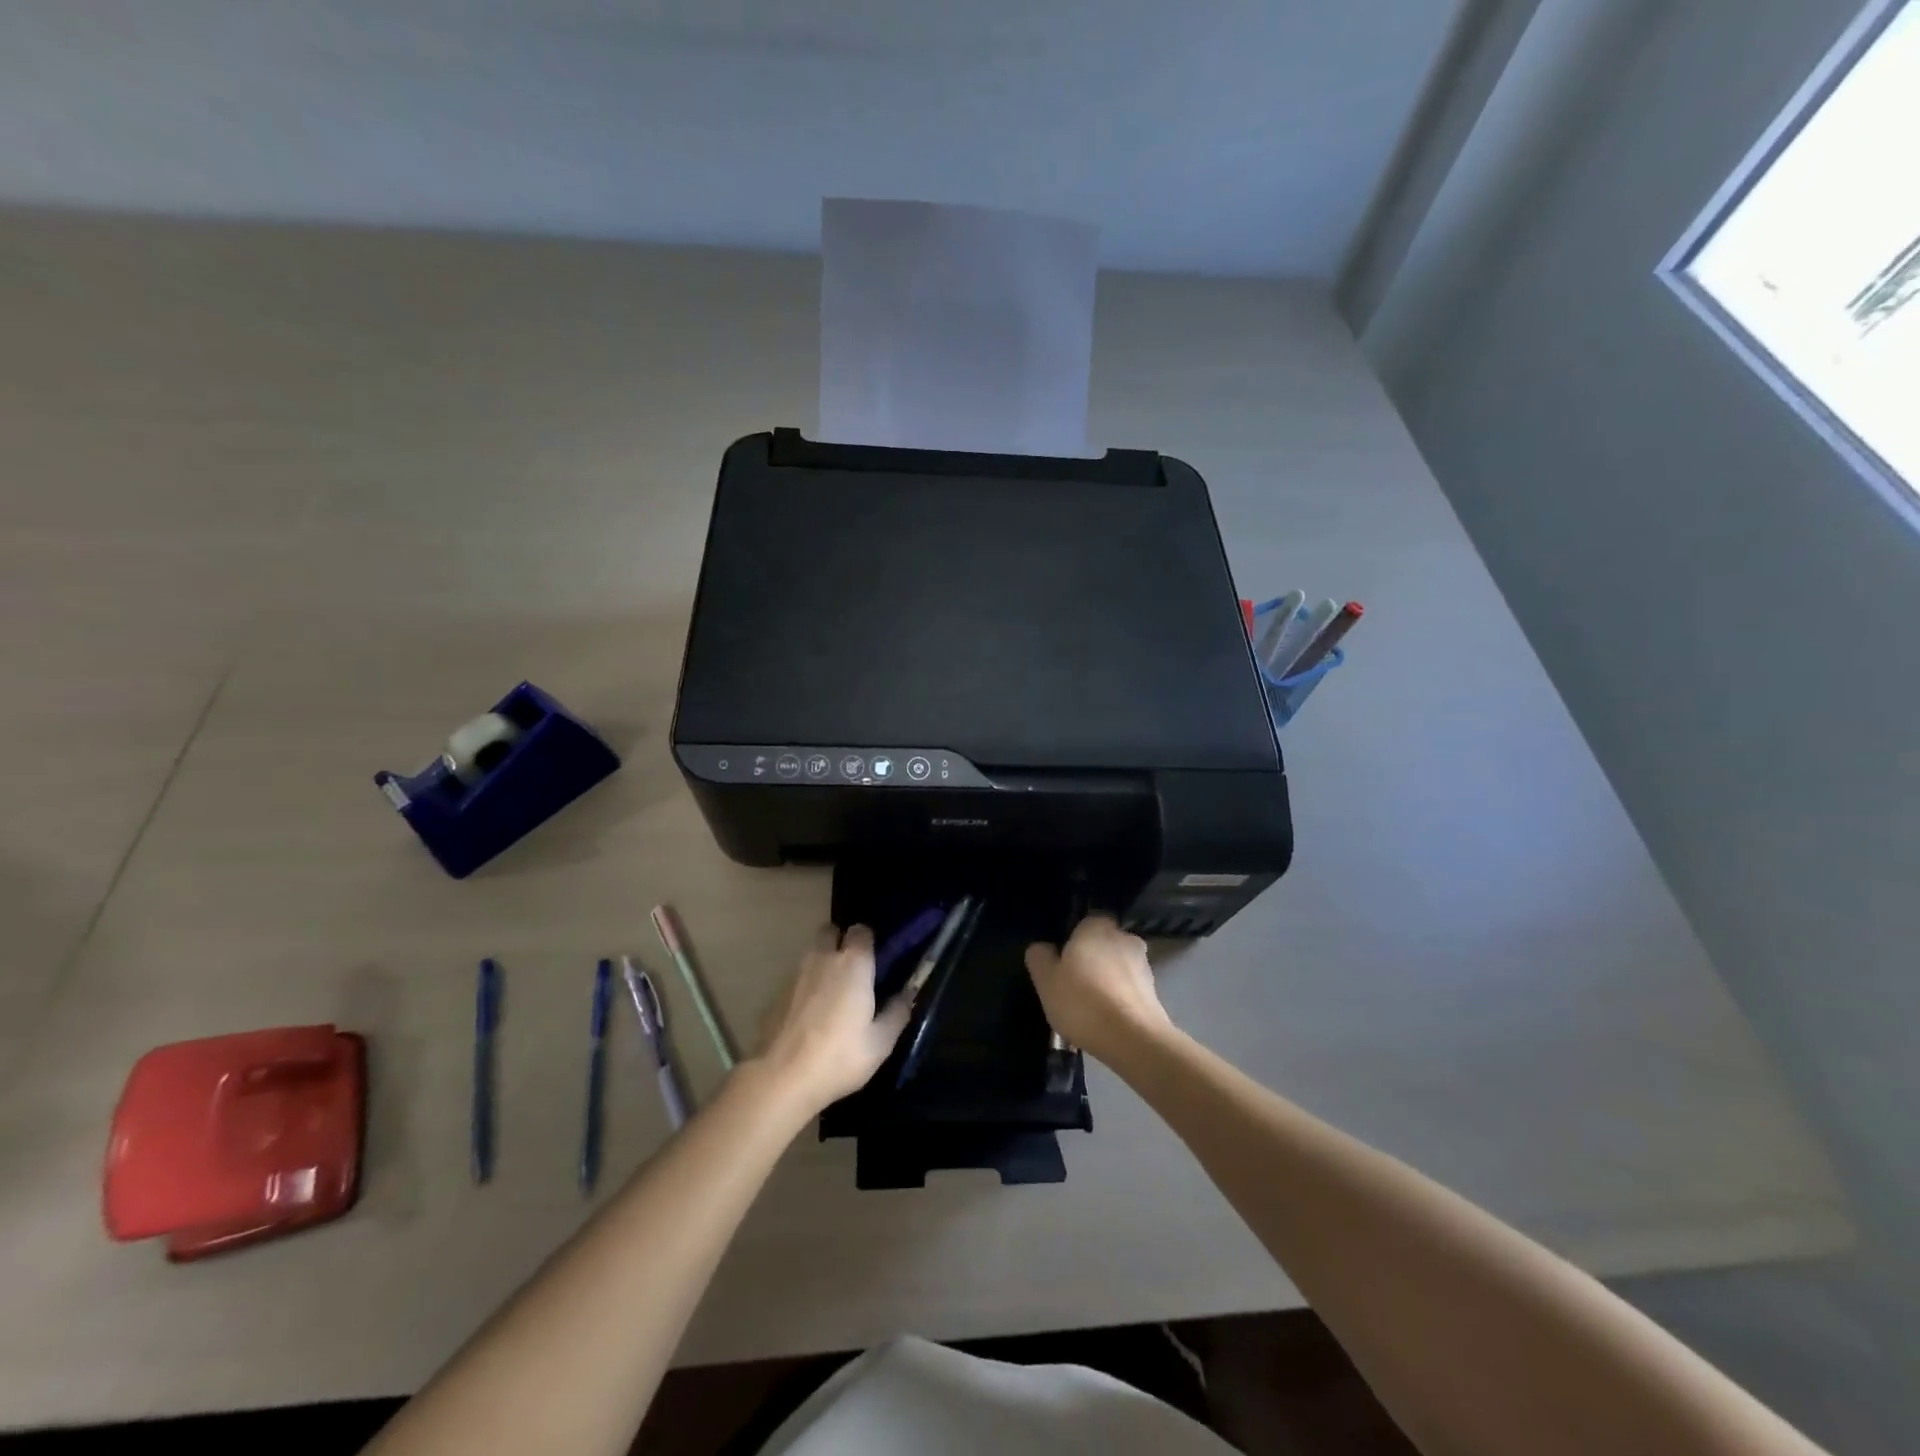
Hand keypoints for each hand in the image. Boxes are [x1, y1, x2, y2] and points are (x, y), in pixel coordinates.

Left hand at [754, 925, 911, 1114]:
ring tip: (832, 995)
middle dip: (840, 941)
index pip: (862, 930)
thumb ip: (897, 1012)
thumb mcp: (880, 1042)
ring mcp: (795, 974)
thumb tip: (908, 993)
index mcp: (853, 964)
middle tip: (852, 970)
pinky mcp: (776, 993)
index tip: (875, 960)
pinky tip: (810, 1015)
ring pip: (812, 954)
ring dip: (822, 963)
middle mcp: (823, 958)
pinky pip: (797, 978)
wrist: (781, 1078)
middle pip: (830, 931)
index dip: (869, 941)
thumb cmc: (839, 1057)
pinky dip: (805, 987)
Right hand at [1025, 915, 1172, 1061]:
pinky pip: (1129, 991)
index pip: (1085, 921)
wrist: (1134, 1040)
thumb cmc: (1083, 1001)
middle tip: (1073, 985)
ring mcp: (1144, 965)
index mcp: (1097, 926)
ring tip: (1089, 1010)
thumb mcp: (1046, 980)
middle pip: (1103, 944)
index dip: (1073, 939)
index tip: (1062, 961)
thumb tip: (1044, 948)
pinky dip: (1119, 1000)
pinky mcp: (1155, 993)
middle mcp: (1125, 938)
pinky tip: (1107, 1022)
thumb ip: (1040, 957)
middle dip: (1092, 960)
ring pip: (1118, 968)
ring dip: (1107, 981)